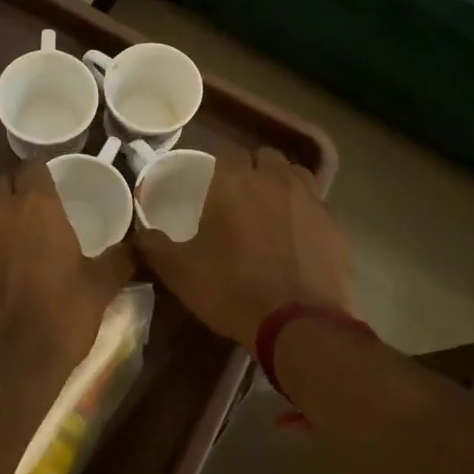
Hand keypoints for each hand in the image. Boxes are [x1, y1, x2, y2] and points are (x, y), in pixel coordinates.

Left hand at [0, 161, 133, 399]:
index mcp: (36, 206)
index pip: (33, 166)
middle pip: (4, 182)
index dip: (44, 173)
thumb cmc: (60, 317)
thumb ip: (120, 259)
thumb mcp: (100, 287)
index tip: (56, 187)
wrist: (5, 367)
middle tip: (38, 211)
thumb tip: (141, 244)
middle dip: (19, 189)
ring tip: (18, 236)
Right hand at [134, 146, 350, 345]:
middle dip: (252, 170)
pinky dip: (304, 212)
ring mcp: (309, 199)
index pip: (226, 151)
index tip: (209, 183)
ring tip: (271, 210)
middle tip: (240, 197)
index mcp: (235, 182)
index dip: (218, 164)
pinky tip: (296, 237)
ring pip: (295, 175)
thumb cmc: (231, 289)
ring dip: (282, 184)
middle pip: (264, 157)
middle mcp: (274, 179)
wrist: (297, 323)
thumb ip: (153, 245)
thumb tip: (140, 233)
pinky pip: (316, 205)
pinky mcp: (333, 224)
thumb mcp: (179, 271)